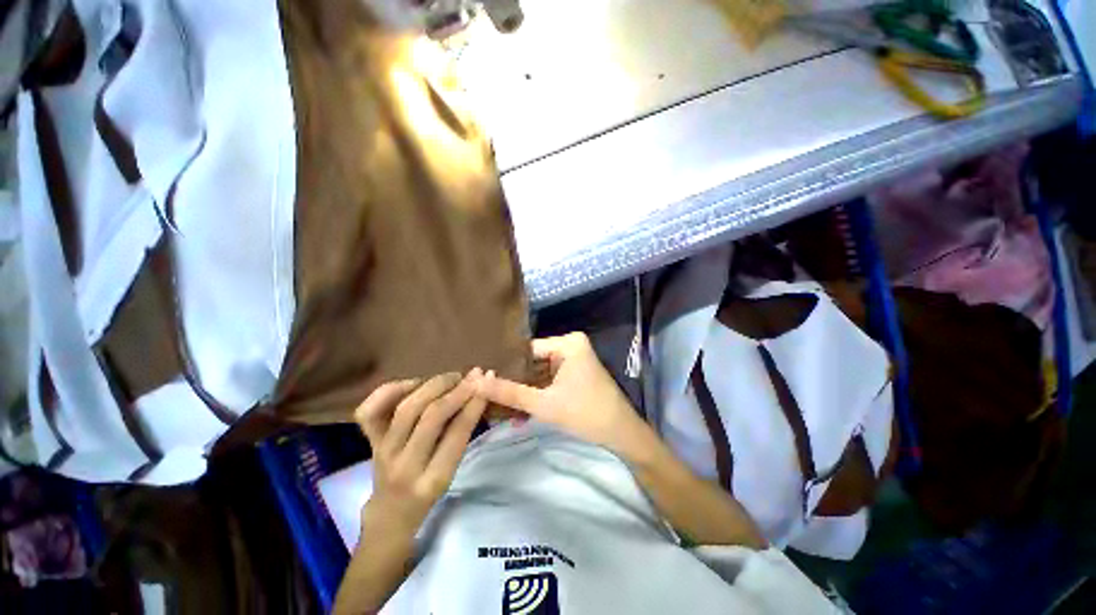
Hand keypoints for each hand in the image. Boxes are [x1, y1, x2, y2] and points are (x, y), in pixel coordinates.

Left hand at [354, 370, 487, 539]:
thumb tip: (477, 395)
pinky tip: (412, 384)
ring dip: (433, 386)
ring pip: (406, 408)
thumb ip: (461, 436)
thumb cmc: (428, 495)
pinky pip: (370, 411)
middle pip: (431, 416)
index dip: (474, 402)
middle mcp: (404, 466)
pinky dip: (390, 391)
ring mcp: (382, 452)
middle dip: (456, 390)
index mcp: (433, 480)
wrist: (389, 515)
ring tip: (451, 378)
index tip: (487, 380)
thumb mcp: (452, 473)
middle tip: (472, 377)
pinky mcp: (368, 442)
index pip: (457, 433)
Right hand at [480, 333, 647, 455]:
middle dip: (514, 384)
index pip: (527, 350)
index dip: (506, 366)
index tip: (484, 380)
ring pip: (540, 374)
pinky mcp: (575, 374)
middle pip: (533, 362)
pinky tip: (520, 414)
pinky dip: (537, 396)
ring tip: (500, 409)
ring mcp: (574, 360)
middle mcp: (571, 345)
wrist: (622, 435)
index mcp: (568, 343)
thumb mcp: (543, 404)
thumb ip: (510, 393)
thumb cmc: (585, 414)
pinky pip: (550, 381)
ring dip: (524, 393)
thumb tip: (476, 381)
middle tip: (488, 397)